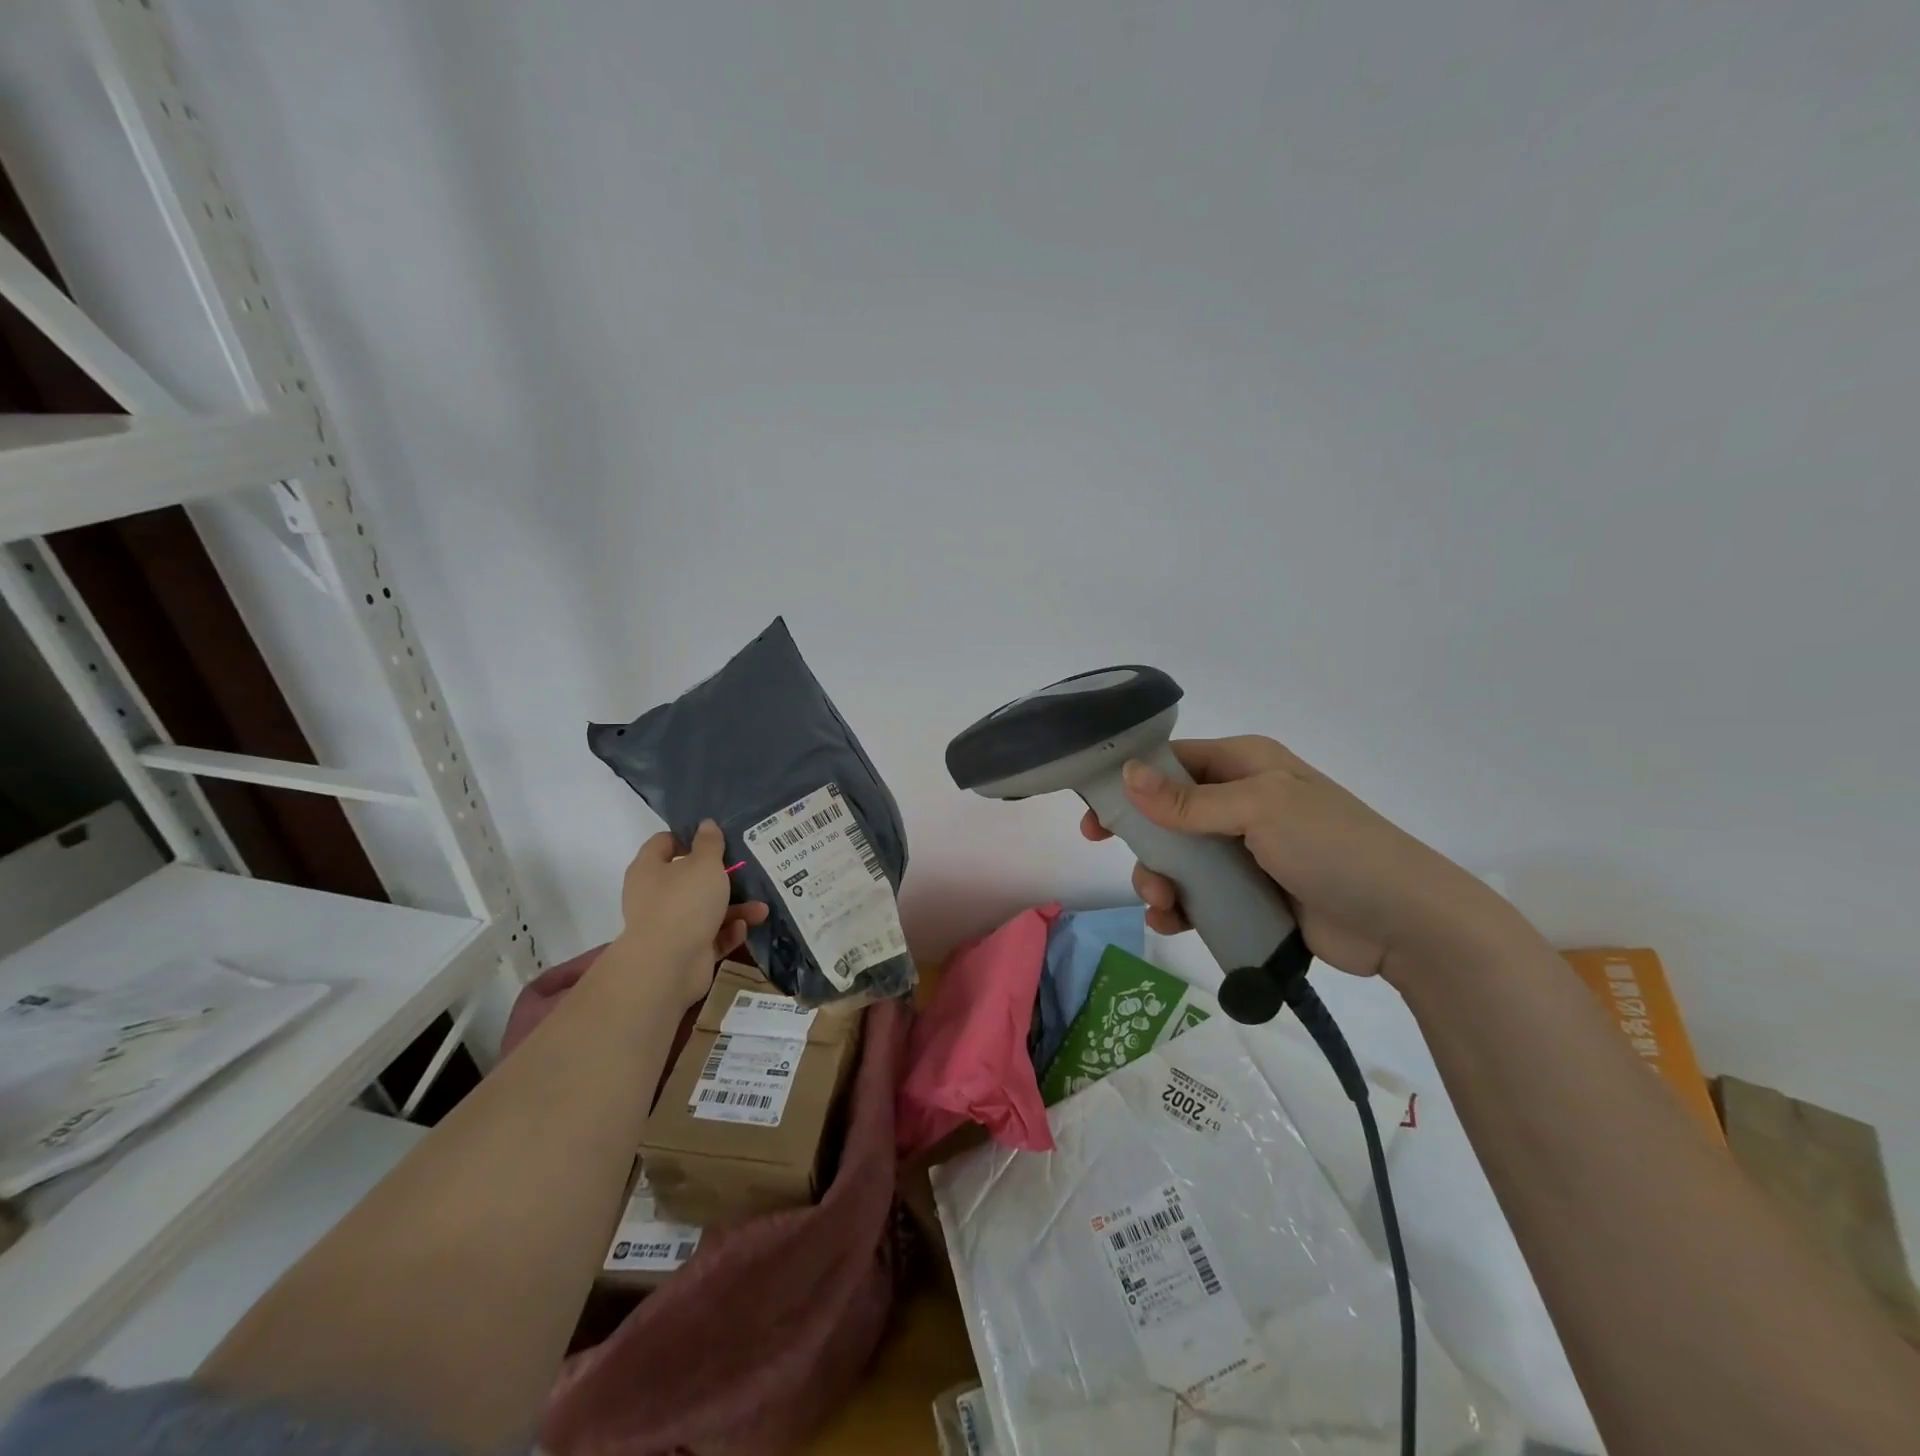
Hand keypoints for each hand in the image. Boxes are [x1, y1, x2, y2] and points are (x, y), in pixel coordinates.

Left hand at [611, 820, 767, 1004]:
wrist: (668, 966)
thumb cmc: (684, 903)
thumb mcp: (704, 864)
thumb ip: (709, 843)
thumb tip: (706, 824)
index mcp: (649, 869)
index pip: (664, 843)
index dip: (688, 837)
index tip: (716, 838)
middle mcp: (654, 896)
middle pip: (689, 878)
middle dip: (721, 877)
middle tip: (747, 870)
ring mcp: (669, 925)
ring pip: (705, 909)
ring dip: (735, 908)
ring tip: (760, 908)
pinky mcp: (684, 950)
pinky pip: (711, 936)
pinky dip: (727, 932)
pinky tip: (743, 929)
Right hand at [1079, 736, 1530, 984]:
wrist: (1405, 924)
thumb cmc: (1334, 848)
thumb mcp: (1260, 811)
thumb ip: (1190, 800)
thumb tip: (1128, 774)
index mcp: (1247, 767)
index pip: (1174, 762)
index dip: (1131, 782)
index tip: (1096, 812)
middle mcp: (1242, 803)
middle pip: (1169, 814)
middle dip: (1144, 842)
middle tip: (1124, 862)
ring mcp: (1247, 851)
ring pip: (1180, 859)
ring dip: (1159, 880)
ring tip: (1163, 905)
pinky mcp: (1252, 894)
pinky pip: (1201, 895)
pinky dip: (1180, 908)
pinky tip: (1173, 922)